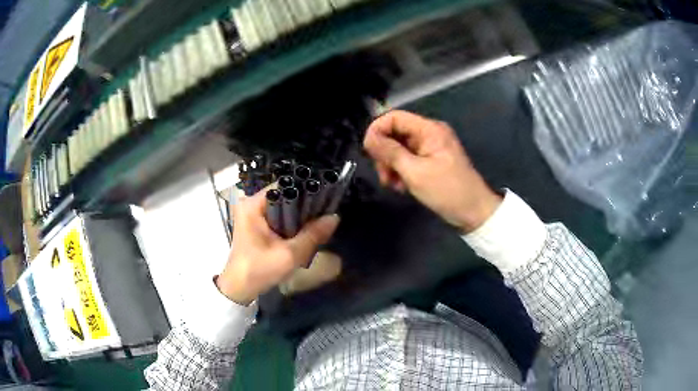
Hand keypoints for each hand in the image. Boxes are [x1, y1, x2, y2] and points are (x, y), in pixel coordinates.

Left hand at [216, 188, 339, 304]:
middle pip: (285, 196)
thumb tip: (335, 217)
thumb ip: (312, 235)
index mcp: (253, 205)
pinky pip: (279, 217)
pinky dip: (292, 224)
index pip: (284, 186)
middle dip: (304, 206)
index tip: (325, 199)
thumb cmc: (259, 270)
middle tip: (324, 215)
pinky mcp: (256, 225)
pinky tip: (304, 232)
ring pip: (283, 208)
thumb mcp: (290, 254)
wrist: (240, 289)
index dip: (306, 190)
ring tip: (318, 223)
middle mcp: (251, 204)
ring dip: (299, 216)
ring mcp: (253, 215)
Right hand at [363, 110, 501, 232]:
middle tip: (384, 175)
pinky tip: (402, 187)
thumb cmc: (448, 191)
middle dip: (384, 154)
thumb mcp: (415, 172)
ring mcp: (430, 147)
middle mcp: (429, 133)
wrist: (474, 212)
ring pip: (398, 148)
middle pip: (395, 133)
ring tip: (394, 185)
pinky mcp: (430, 161)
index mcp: (429, 129)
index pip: (394, 117)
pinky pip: (407, 159)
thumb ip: (390, 152)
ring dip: (391, 166)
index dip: (377, 130)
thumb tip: (368, 138)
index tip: (369, 152)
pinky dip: (400, 171)